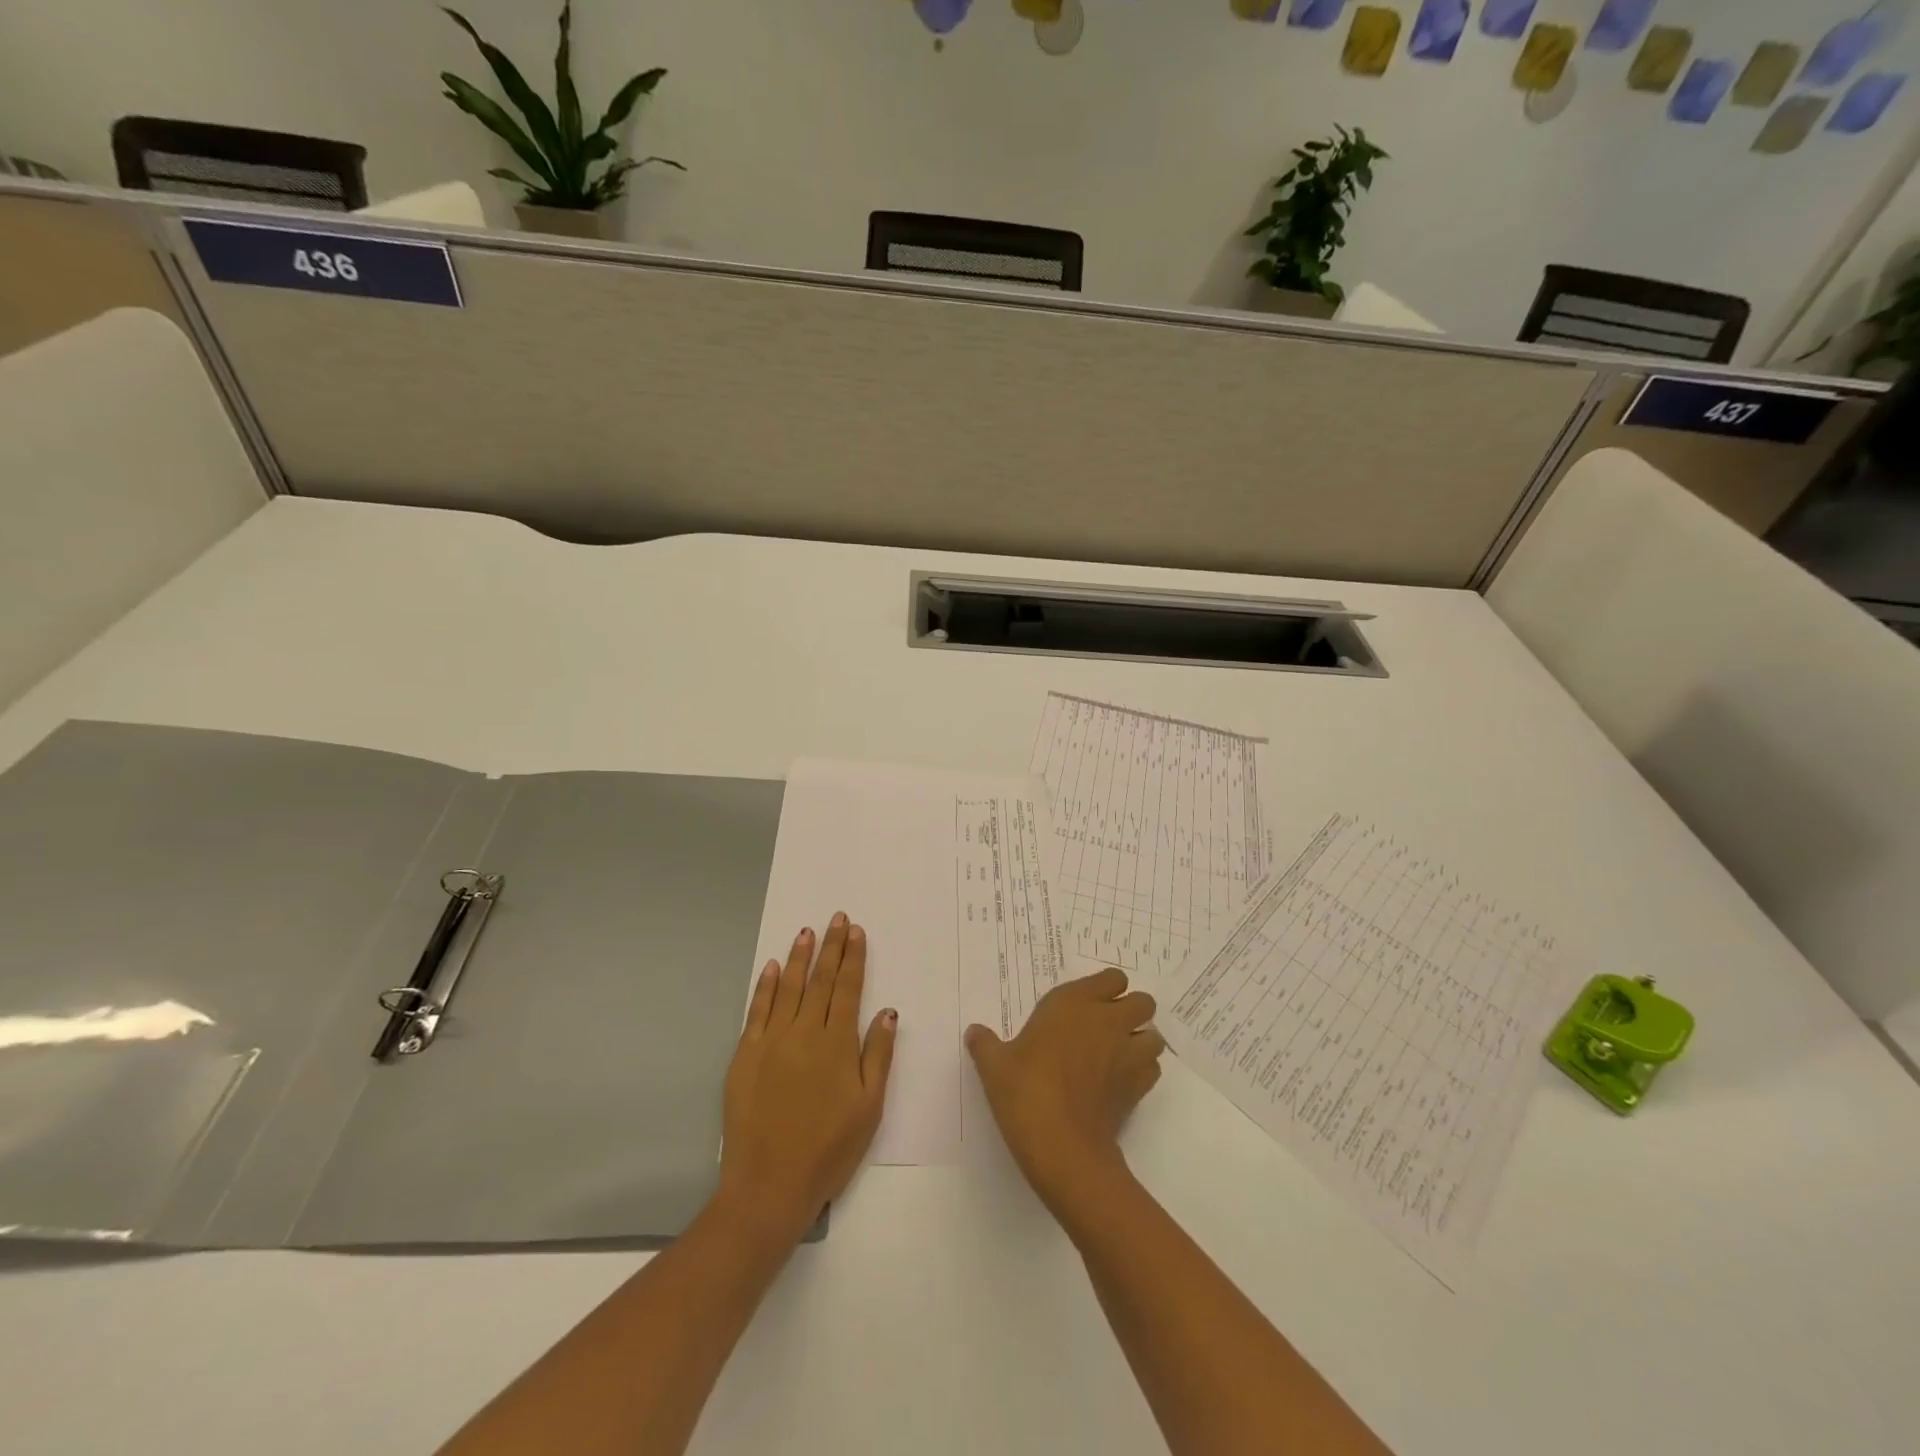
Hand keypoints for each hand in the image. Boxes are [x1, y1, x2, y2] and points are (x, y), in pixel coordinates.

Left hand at [717, 914, 897, 1244]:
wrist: (768, 1185)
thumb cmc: (829, 1149)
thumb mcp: (869, 1108)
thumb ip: (878, 1055)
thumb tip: (887, 1011)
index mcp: (836, 1044)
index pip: (848, 988)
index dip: (853, 958)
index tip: (856, 931)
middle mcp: (804, 1033)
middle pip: (820, 981)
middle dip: (831, 947)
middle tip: (837, 918)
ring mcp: (771, 1042)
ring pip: (787, 988)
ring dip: (798, 958)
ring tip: (806, 932)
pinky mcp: (745, 1056)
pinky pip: (756, 1011)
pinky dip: (764, 987)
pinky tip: (770, 968)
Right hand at [965, 968, 1165, 1214]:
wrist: (1061, 1145)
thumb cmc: (1026, 1091)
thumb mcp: (994, 1065)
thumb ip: (985, 1044)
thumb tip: (974, 1032)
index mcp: (1075, 1003)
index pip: (1112, 978)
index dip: (1106, 989)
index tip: (1088, 1004)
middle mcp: (1108, 1021)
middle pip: (1143, 1002)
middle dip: (1132, 1011)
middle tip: (1106, 1028)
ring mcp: (1128, 1054)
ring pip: (1154, 1036)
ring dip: (1141, 1041)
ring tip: (1118, 1055)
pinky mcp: (1139, 1088)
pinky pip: (1152, 1069)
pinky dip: (1143, 1071)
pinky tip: (1120, 1083)